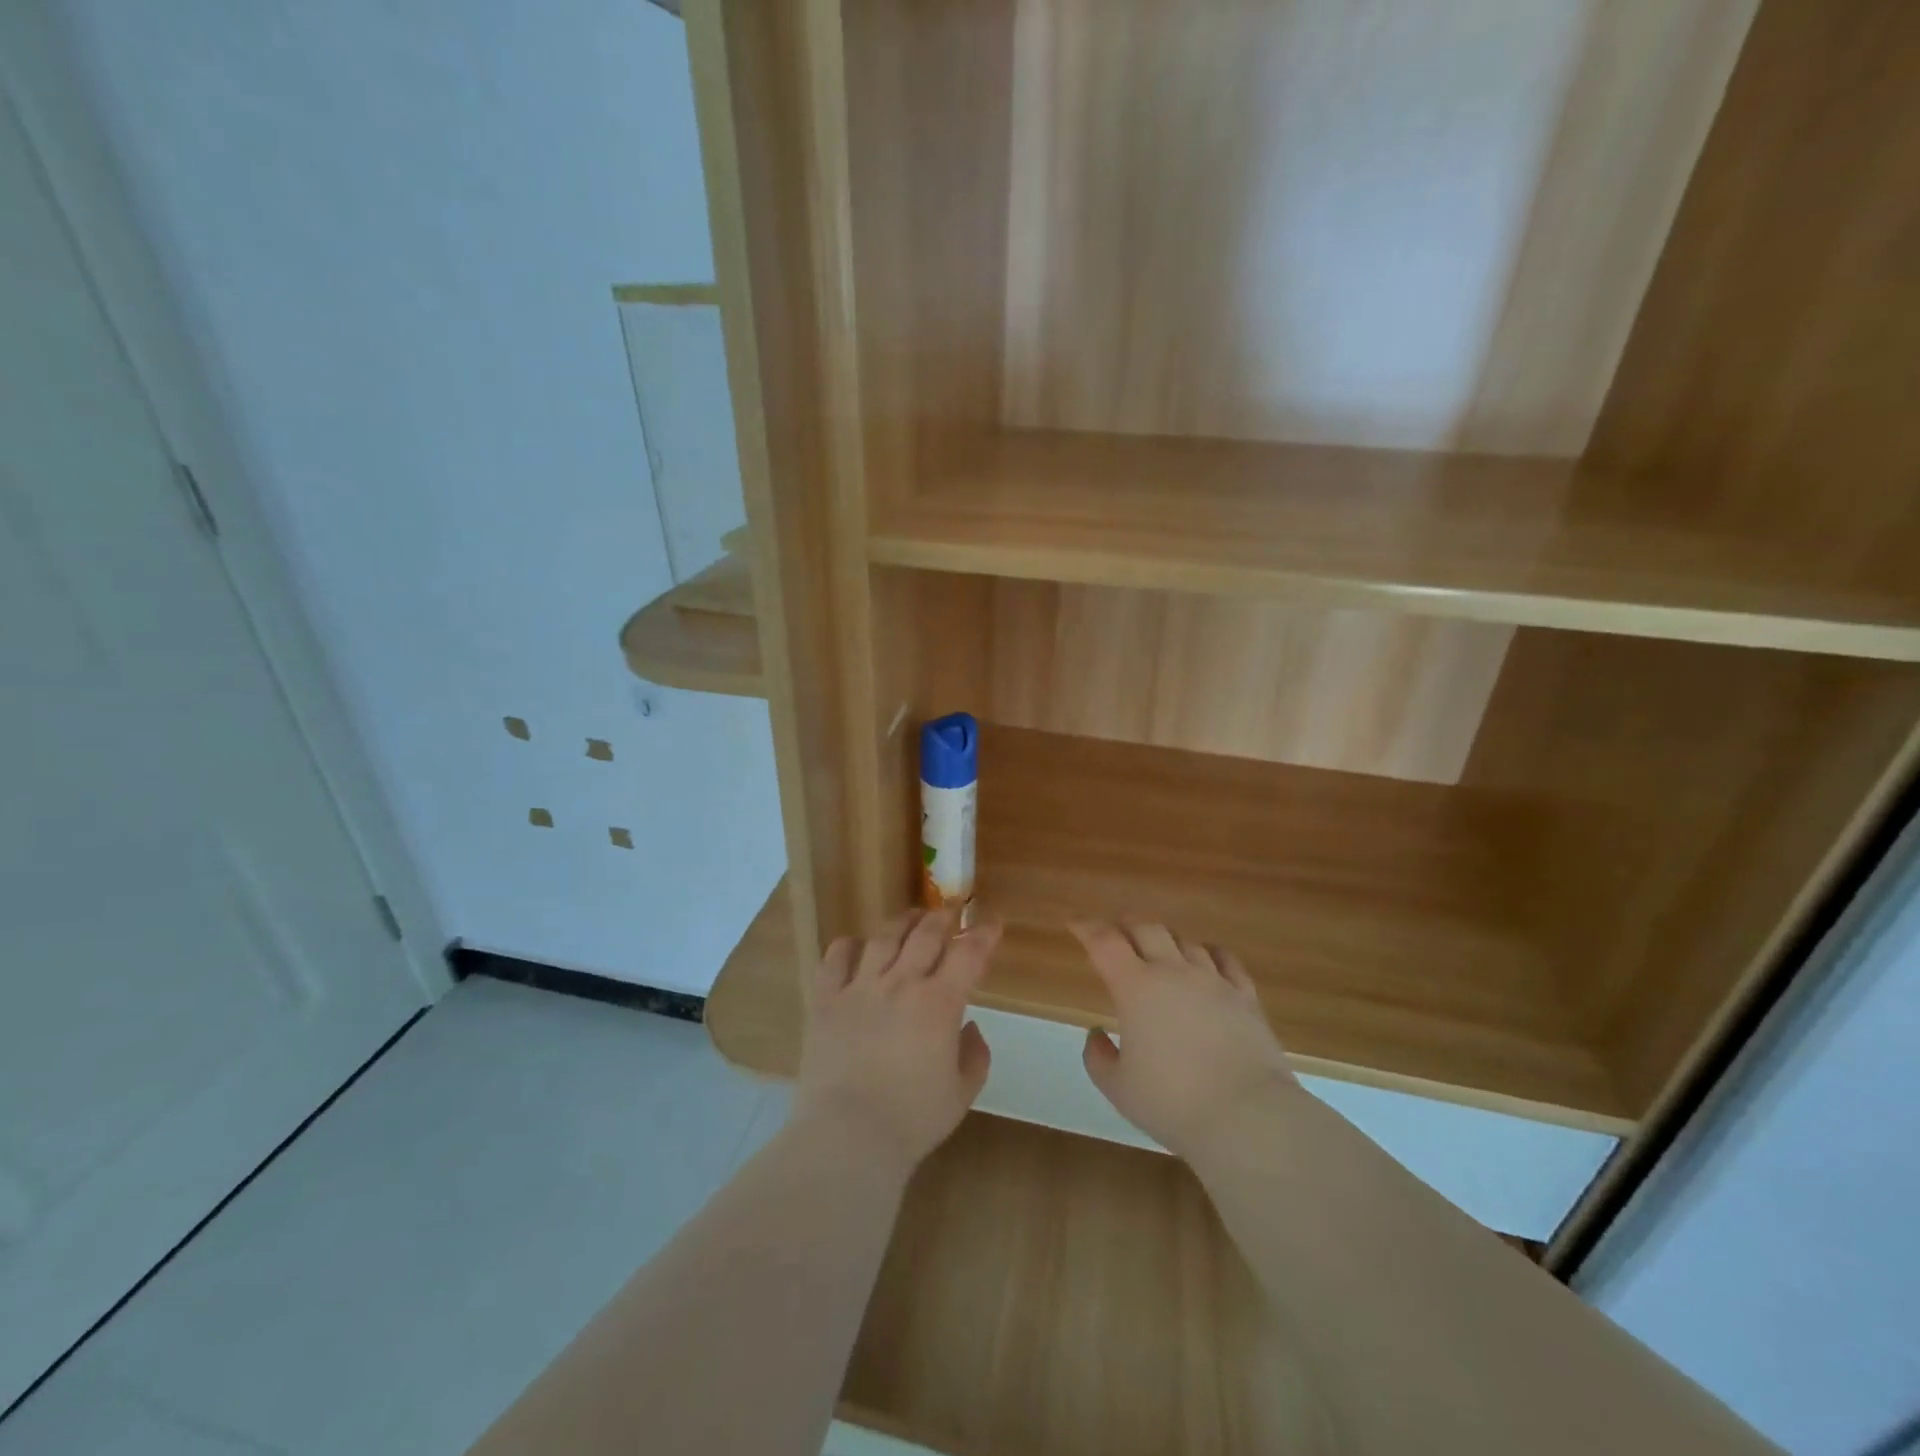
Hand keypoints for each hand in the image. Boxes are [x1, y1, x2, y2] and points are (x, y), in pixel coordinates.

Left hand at [793, 909, 999, 1177]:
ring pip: (884, 937)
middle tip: (951, 912)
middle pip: (926, 934)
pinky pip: (836, 958)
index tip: (992, 922)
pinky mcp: (826, 1000)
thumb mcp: (961, 1094)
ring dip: (902, 922)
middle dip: (944, 917)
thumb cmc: (912, 1120)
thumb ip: (974, 1056)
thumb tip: (970, 1028)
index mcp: (939, 1003)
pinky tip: (857, 946)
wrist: (847, 1135)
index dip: (984, 934)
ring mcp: (860, 987)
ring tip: (911, 918)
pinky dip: (849, 946)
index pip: (969, 953)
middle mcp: (901, 983)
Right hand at [1074, 920, 1299, 1164]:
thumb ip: (1098, 1057)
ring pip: (1184, 940)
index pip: (1104, 942)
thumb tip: (1096, 1034)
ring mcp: (1213, 980)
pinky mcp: (1245, 996)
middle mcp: (1172, 971)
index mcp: (1135, 987)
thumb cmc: (1172, 1102)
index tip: (1074, 923)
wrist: (1246, 1116)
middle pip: (1146, 927)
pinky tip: (1206, 957)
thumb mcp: (1118, 1088)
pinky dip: (1209, 951)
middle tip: (1115, 930)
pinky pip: (1225, 959)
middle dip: (1126, 923)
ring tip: (1158, 947)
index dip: (1086, 927)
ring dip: (1165, 939)